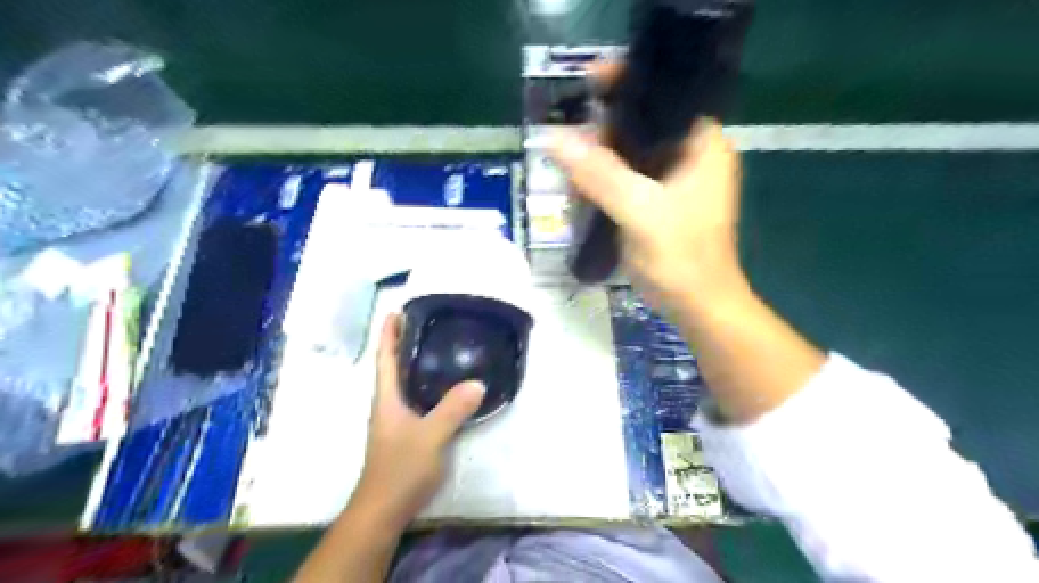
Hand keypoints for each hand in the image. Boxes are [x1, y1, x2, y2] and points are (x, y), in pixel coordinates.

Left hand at [351, 314, 484, 526]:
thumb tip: (477, 382)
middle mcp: (389, 406)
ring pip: (405, 385)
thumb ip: (453, 409)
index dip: (389, 335)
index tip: (395, 312)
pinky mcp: (406, 435)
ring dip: (414, 364)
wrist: (384, 510)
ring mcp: (396, 422)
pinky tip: (443, 388)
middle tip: (424, 324)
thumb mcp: (430, 436)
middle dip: (403, 344)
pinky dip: (426, 386)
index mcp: (387, 399)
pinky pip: (417, 400)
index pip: (385, 359)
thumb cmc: (400, 469)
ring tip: (436, 349)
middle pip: (394, 368)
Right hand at [548, 100, 741, 312]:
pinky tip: (583, 192)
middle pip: (642, 124)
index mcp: (702, 144)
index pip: (664, 96)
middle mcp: (692, 155)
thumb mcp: (640, 212)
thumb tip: (553, 140)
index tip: (588, 83)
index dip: (627, 84)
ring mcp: (676, 180)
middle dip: (603, 133)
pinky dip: (605, 182)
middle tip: (570, 145)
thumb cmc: (681, 259)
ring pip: (631, 154)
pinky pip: (627, 179)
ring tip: (571, 173)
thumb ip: (600, 174)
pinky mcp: (661, 202)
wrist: (698, 307)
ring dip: (600, 160)